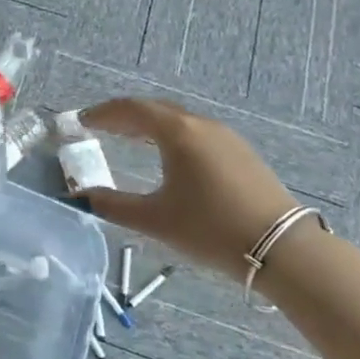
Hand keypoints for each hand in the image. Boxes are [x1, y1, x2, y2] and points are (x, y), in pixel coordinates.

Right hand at [77, 98, 299, 280]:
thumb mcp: (155, 219)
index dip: (103, 113)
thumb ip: (111, 205)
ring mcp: (225, 137)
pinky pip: (196, 132)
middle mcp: (201, 125)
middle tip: (101, 127)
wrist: (282, 249)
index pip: (132, 110)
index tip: (82, 120)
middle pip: (155, 109)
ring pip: (178, 120)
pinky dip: (172, 135)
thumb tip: (77, 198)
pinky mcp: (241, 153)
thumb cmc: (210, 229)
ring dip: (150, 124)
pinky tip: (169, 155)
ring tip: (130, 138)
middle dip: (125, 116)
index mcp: (177, 133)